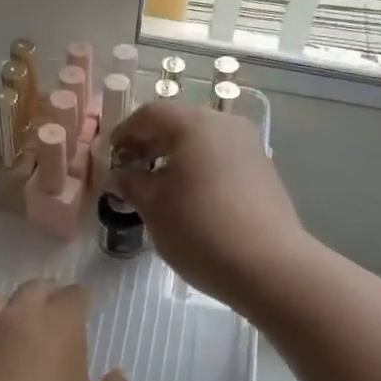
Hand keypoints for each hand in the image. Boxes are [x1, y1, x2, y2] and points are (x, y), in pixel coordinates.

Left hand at [0, 280, 131, 380]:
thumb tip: (116, 376)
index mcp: (56, 327)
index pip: (72, 295)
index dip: (80, 300)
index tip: (85, 310)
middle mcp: (14, 320)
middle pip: (31, 290)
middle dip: (46, 296)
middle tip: (54, 318)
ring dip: (4, 310)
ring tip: (12, 333)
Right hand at [107, 101, 307, 312]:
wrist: (268, 266)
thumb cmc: (199, 230)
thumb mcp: (153, 207)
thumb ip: (131, 183)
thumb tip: (120, 176)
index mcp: (193, 125)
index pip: (150, 115)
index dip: (125, 132)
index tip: (112, 155)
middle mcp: (225, 125)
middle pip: (179, 123)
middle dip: (151, 143)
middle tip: (132, 169)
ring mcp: (249, 145)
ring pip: (203, 140)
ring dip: (177, 156)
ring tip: (160, 186)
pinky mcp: (264, 169)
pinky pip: (222, 157)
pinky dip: (201, 167)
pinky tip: (191, 196)